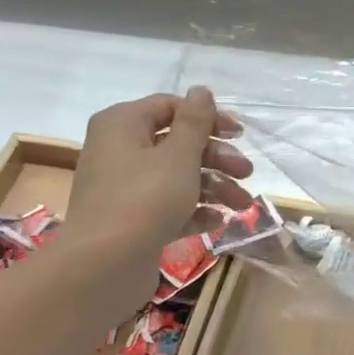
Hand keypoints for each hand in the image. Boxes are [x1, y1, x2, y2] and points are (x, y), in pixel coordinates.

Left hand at [66, 88, 253, 253]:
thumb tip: (201, 90)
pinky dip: (193, 210)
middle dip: (217, 159)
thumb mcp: (179, 155)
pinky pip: (167, 205)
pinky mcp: (129, 219)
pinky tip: (219, 222)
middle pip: (177, 144)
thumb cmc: (146, 198)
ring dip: (213, 187)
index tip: (240, 135)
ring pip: (176, 177)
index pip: (170, 107)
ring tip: (242, 205)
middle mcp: (118, 150)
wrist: (105, 264)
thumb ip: (195, 121)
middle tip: (247, 173)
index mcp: (123, 124)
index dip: (208, 118)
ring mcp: (122, 187)